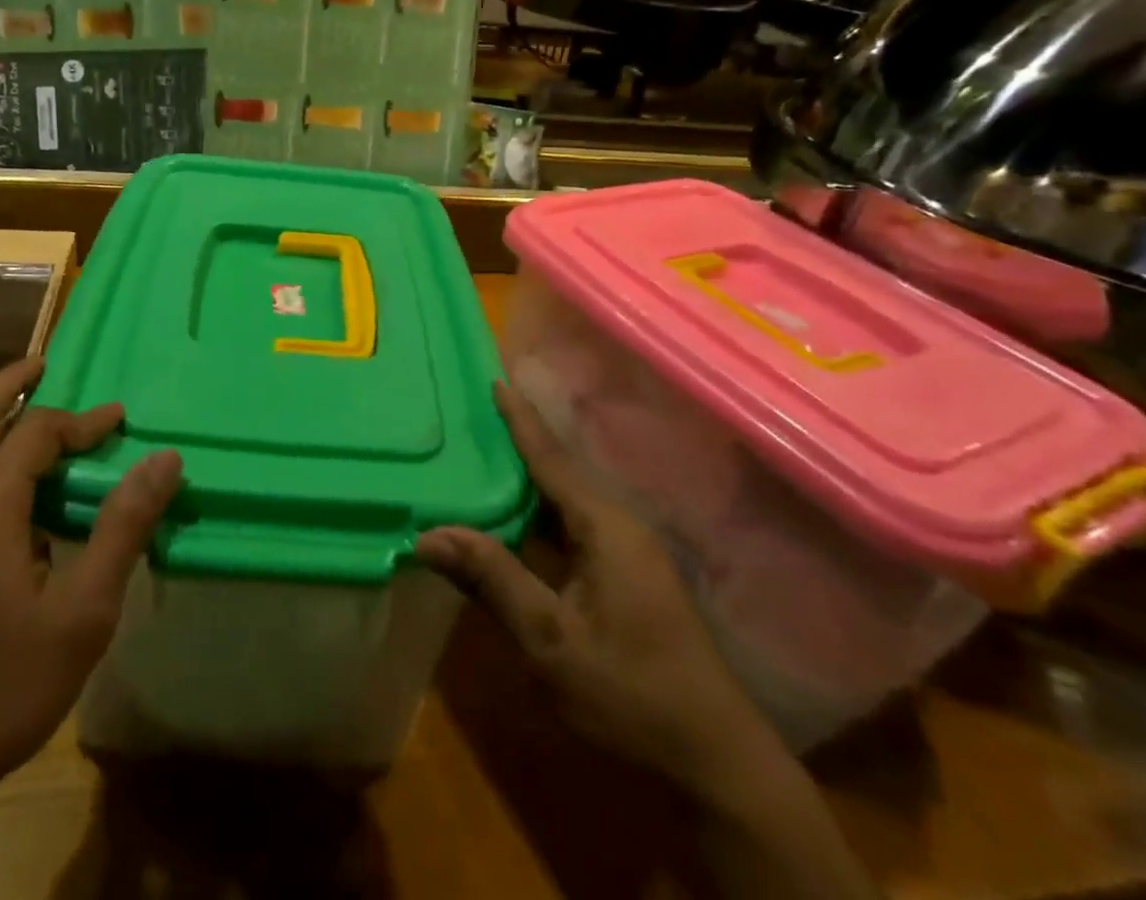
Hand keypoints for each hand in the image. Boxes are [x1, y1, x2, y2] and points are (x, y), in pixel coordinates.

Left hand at [0, 355, 182, 808]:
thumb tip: (165, 460)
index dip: (83, 421)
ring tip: (40, 412)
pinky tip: (18, 484)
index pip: (36, 434)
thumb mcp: (83, 612)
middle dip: (11, 383)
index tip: (122, 421)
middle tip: (47, 362)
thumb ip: (124, 526)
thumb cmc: (1, 685)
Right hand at [416, 380, 763, 788]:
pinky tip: (508, 522)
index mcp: (605, 527)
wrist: (716, 765)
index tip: (494, 380)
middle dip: (515, 445)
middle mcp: (617, 527)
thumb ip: (493, 580)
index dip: (520, 420)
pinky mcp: (624, 580)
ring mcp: (625, 555)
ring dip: (524, 483)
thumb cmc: (633, 696)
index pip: (551, 459)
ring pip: (563, 504)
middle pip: (557, 473)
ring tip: (477, 459)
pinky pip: (570, 530)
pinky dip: (535, 518)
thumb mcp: (552, 641)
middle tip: (468, 419)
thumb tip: (429, 534)